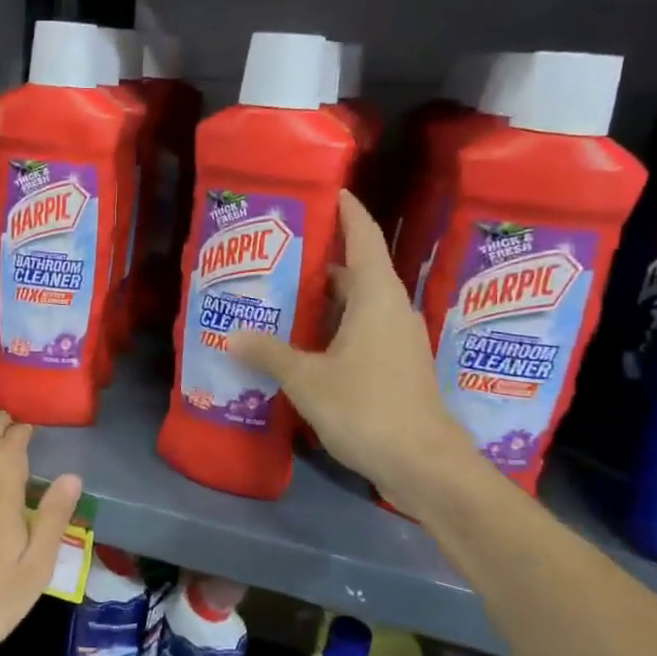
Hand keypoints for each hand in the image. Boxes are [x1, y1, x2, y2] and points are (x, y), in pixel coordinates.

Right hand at [230, 190, 480, 516]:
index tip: (329, 190)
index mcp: (377, 298)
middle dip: (320, 262)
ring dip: (324, 301)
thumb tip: (232, 335)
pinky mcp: (396, 367)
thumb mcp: (308, 379)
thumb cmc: (367, 408)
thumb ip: (269, 353)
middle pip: (357, 272)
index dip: (348, 212)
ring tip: (281, 298)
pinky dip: (333, 329)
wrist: (424, 465)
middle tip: (277, 257)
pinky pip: (361, 332)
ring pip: (357, 306)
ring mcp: (397, 341)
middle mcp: (392, 311)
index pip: (365, 238)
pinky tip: (303, 344)